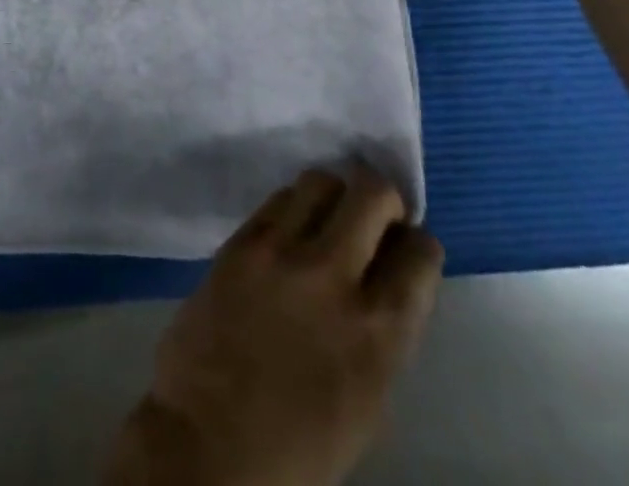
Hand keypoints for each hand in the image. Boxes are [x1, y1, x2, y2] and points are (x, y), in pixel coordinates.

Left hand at [104, 168, 443, 485]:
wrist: (208, 442)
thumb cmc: (297, 448)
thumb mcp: (367, 402)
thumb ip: (380, 334)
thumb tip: (385, 283)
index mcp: (378, 334)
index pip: (420, 255)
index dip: (417, 245)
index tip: (407, 246)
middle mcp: (334, 276)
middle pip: (372, 194)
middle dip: (382, 198)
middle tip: (374, 215)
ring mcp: (282, 250)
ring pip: (321, 180)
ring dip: (335, 193)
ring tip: (329, 216)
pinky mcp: (242, 240)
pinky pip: (278, 198)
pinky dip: (294, 204)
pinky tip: (291, 227)